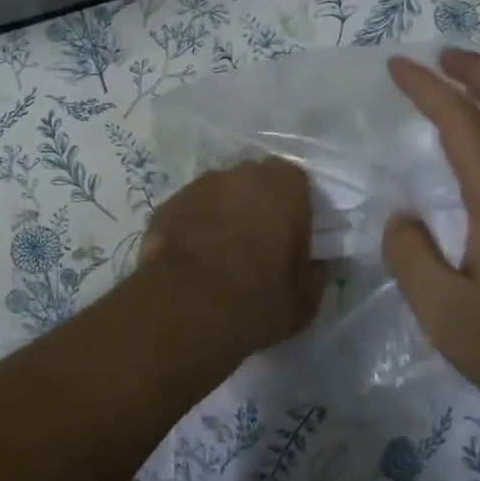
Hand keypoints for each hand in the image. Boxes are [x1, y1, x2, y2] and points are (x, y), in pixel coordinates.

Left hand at [138, 158, 321, 360]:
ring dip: (222, 214)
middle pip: (254, 183)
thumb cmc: (257, 299)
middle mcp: (240, 174)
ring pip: (218, 194)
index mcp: (284, 186)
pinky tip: (190, 260)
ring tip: (218, 255)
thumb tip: (311, 267)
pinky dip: (192, 227)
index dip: (293, 211)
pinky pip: (189, 211)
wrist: (185, 306)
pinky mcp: (166, 204)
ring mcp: (198, 185)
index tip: (289, 242)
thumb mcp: (304, 300)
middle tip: (255, 246)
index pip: (296, 184)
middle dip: (255, 206)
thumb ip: (313, 274)